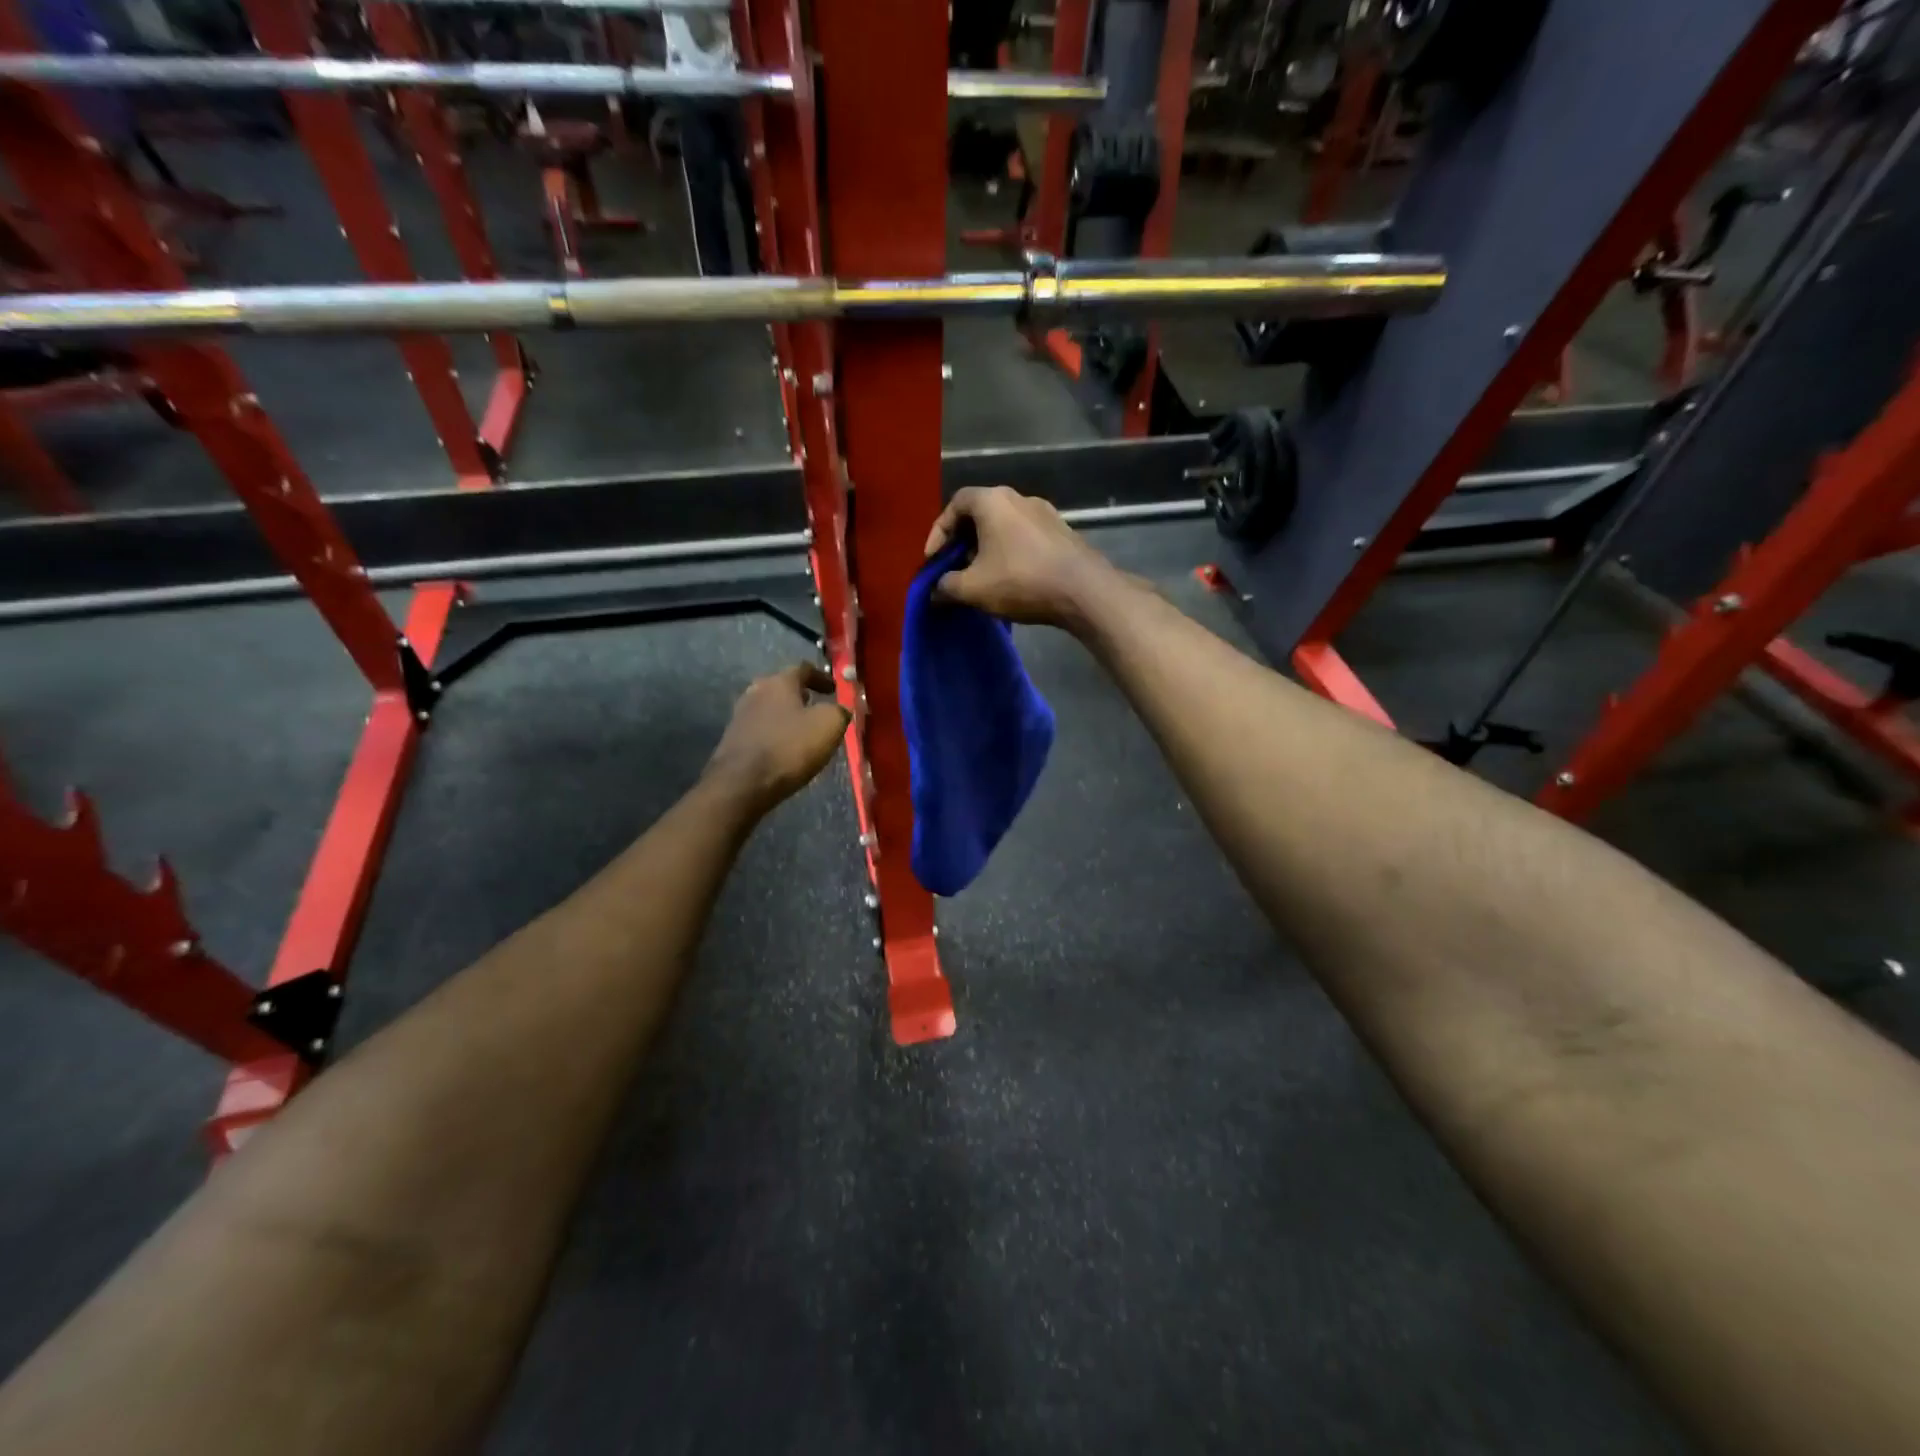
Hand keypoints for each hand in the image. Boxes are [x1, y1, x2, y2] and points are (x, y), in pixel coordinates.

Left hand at [704, 663, 850, 812]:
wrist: (741, 784)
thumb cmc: (789, 748)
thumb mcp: (829, 726)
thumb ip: (839, 711)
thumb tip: (840, 710)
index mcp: (779, 682)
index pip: (803, 669)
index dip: (822, 677)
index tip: (834, 689)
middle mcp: (756, 692)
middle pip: (782, 687)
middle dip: (801, 696)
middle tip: (817, 707)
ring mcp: (740, 716)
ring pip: (770, 708)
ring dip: (787, 716)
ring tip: (803, 730)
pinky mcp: (733, 740)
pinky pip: (761, 730)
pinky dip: (775, 733)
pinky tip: (785, 748)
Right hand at [923, 486, 1114, 628]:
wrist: (1083, 590)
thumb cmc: (1020, 580)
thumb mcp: (973, 588)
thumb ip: (946, 586)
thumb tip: (934, 591)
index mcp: (992, 501)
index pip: (955, 504)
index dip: (938, 532)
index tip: (933, 560)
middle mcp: (1019, 498)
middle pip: (980, 513)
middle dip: (962, 541)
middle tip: (955, 568)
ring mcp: (1045, 513)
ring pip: (1004, 526)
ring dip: (987, 548)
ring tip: (981, 576)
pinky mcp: (1062, 532)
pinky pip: (1025, 537)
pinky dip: (1010, 552)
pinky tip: (1010, 578)